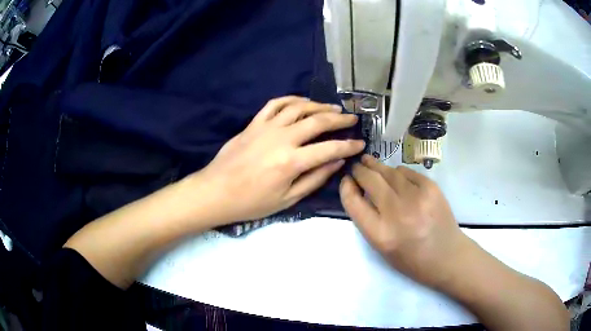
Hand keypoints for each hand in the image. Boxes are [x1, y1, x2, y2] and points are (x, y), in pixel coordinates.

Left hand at [191, 96, 364, 224]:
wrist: (216, 192)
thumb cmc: (251, 202)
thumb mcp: (287, 199)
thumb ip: (314, 179)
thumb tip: (337, 163)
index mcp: (292, 162)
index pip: (330, 149)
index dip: (349, 146)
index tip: (361, 143)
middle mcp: (282, 138)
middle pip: (318, 121)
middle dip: (339, 119)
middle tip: (352, 118)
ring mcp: (266, 127)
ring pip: (298, 107)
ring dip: (319, 105)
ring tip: (332, 107)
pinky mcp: (254, 123)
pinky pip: (275, 104)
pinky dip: (291, 99)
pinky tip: (302, 102)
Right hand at [339, 155, 472, 288]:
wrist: (446, 256)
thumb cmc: (411, 259)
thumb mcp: (381, 247)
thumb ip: (369, 220)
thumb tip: (361, 191)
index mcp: (380, 234)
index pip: (353, 202)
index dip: (346, 187)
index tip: (346, 180)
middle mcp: (396, 212)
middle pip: (370, 180)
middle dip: (360, 170)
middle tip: (357, 166)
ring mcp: (416, 197)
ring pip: (389, 171)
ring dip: (377, 167)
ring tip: (371, 162)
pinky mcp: (431, 187)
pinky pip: (406, 172)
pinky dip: (398, 172)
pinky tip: (396, 175)